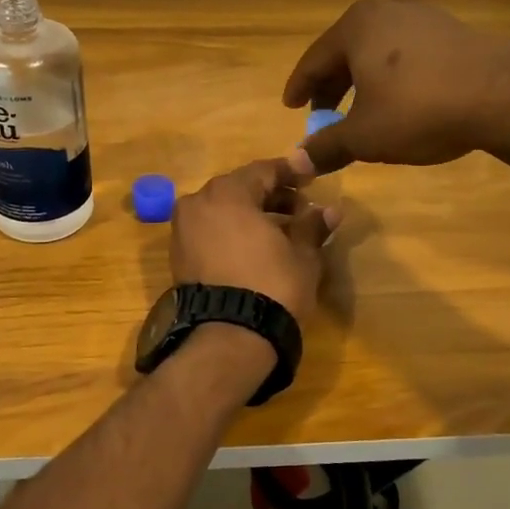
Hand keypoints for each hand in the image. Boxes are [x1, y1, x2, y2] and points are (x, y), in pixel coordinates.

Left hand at [170, 159, 333, 320]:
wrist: (229, 337)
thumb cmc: (272, 285)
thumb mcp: (302, 255)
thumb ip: (313, 226)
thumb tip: (331, 210)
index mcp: (227, 193)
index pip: (264, 170)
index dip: (291, 172)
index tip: (311, 176)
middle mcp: (198, 203)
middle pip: (240, 188)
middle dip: (271, 195)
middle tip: (300, 207)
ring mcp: (183, 230)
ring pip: (223, 210)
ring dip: (251, 214)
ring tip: (282, 230)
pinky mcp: (178, 256)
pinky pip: (210, 231)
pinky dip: (232, 232)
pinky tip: (256, 247)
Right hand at [282, 0, 509, 174]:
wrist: (505, 96)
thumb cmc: (421, 111)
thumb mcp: (366, 136)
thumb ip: (327, 146)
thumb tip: (296, 162)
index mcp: (356, 27)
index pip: (314, 60)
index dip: (300, 88)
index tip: (291, 107)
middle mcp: (386, 9)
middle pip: (346, 50)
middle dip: (332, 85)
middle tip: (323, 114)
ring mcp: (424, 14)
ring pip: (378, 49)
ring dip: (363, 79)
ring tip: (361, 108)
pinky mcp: (453, 27)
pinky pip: (408, 50)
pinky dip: (394, 73)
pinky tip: (402, 97)